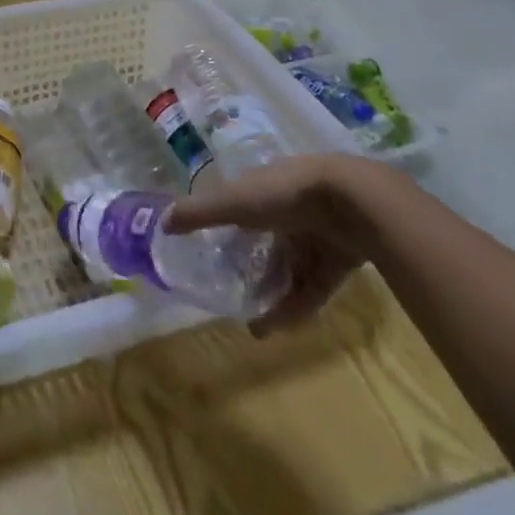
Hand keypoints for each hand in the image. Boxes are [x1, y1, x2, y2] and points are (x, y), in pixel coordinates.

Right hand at [165, 156, 382, 335]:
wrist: (352, 202)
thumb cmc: (283, 194)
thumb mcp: (233, 202)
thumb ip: (198, 213)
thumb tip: (162, 222)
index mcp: (265, 187)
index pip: (241, 207)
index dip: (226, 227)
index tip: (211, 253)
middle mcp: (291, 209)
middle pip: (267, 242)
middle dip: (251, 269)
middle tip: (233, 295)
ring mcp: (318, 234)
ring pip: (291, 269)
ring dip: (273, 297)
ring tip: (255, 326)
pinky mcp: (342, 260)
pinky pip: (315, 288)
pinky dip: (297, 307)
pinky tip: (278, 327)